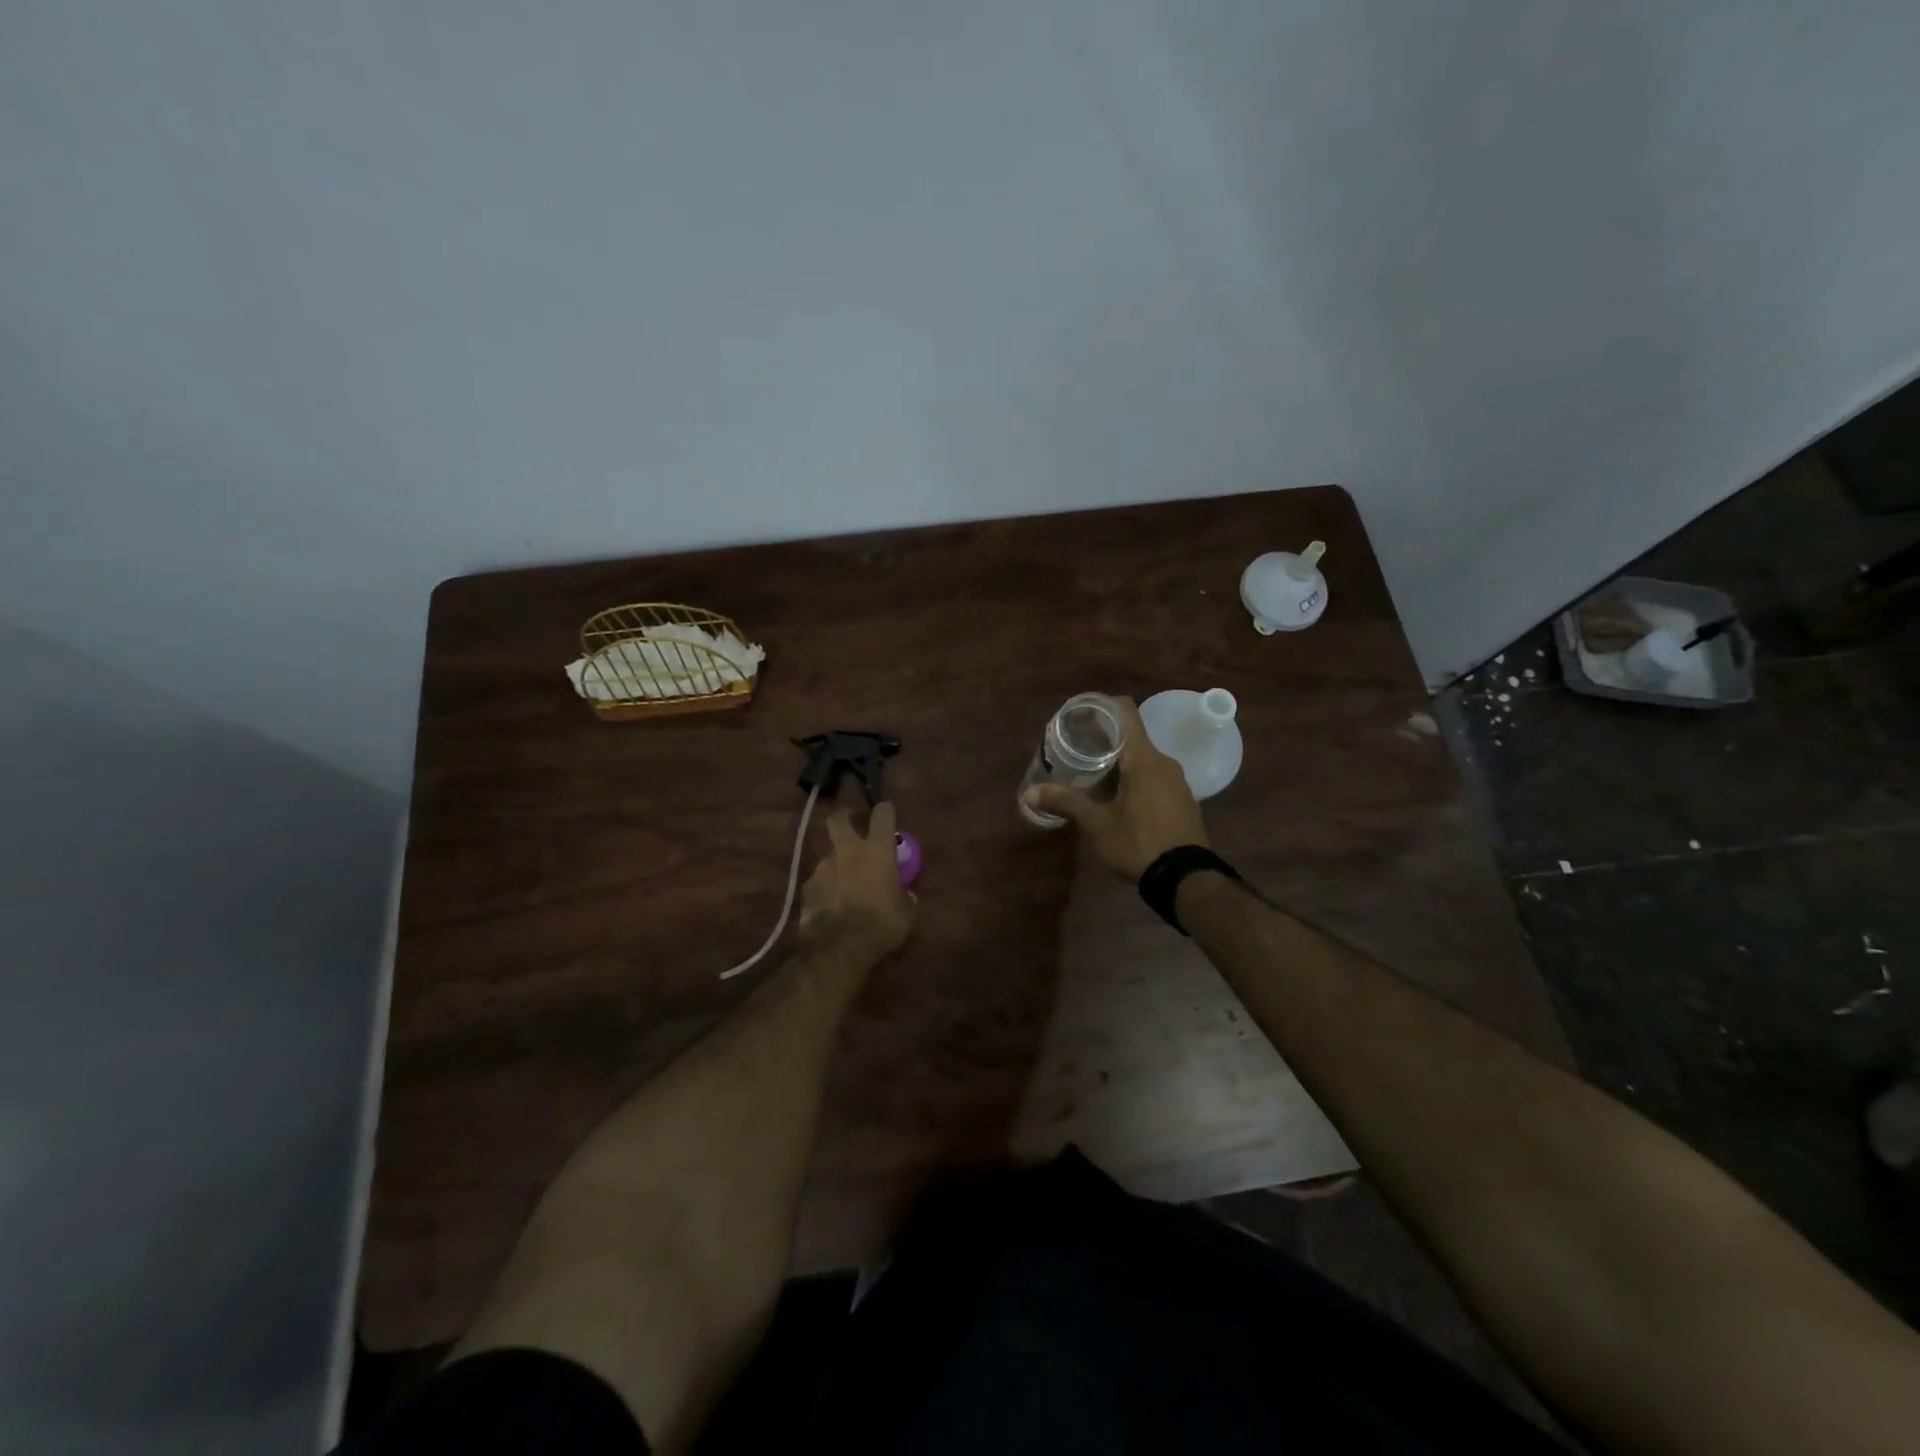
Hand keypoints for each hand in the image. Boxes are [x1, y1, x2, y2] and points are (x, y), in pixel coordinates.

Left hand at [796, 801, 915, 963]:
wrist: (838, 947)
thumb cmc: (880, 925)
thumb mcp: (906, 913)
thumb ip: (904, 897)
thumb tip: (905, 894)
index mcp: (877, 851)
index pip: (882, 815)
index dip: (885, 811)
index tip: (887, 813)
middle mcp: (848, 851)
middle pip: (839, 819)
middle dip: (846, 817)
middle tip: (853, 826)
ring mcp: (823, 867)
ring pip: (829, 854)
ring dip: (838, 862)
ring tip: (845, 883)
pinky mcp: (807, 886)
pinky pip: (820, 879)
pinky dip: (826, 886)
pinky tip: (832, 902)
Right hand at [1021, 696, 1208, 879]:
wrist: (1186, 879)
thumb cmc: (1139, 843)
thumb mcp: (1097, 824)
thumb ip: (1065, 803)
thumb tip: (1029, 792)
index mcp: (1144, 759)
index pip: (1126, 712)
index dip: (1103, 706)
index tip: (1081, 714)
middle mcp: (1164, 762)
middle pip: (1132, 737)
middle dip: (1104, 739)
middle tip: (1076, 749)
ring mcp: (1177, 782)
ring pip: (1144, 759)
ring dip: (1119, 761)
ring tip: (1092, 773)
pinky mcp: (1183, 800)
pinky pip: (1155, 777)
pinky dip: (1135, 778)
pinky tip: (1117, 797)